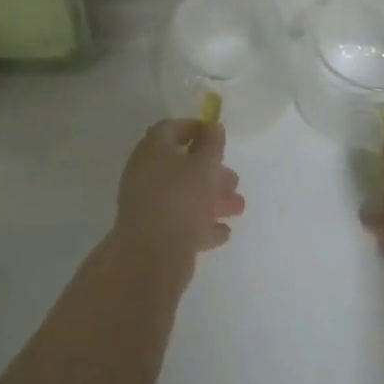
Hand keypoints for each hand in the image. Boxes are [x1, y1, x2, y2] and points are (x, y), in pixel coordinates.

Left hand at [112, 120, 244, 263]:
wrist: (152, 256)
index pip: (171, 128)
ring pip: (183, 194)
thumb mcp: (204, 165)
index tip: (218, 136)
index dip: (195, 128)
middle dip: (211, 172)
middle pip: (181, 165)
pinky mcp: (152, 233)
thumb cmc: (181, 199)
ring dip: (211, 199)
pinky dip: (201, 224)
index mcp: (152, 150)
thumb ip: (212, 144)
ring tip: (237, 208)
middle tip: (234, 180)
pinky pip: (180, 221)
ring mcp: (147, 204)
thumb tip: (212, 126)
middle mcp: (145, 173)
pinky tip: (222, 232)